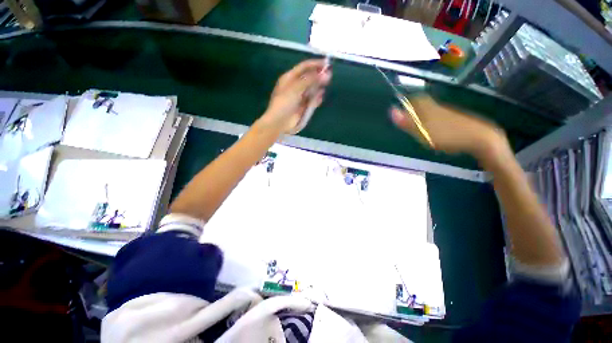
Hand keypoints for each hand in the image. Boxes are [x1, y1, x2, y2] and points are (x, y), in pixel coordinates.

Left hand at [258, 59, 331, 133]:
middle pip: (309, 78)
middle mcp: (295, 86)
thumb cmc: (285, 102)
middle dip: (318, 76)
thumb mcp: (296, 88)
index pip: (304, 67)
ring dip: (318, 87)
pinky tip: (320, 97)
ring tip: (325, 85)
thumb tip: (326, 74)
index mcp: (289, 78)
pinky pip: (312, 101)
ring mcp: (299, 97)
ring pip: (311, 90)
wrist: (280, 121)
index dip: (315, 64)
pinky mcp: (303, 107)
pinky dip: (316, 99)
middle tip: (329, 76)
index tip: (326, 63)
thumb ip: (311, 80)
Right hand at [390, 96, 508, 159]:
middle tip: (407, 121)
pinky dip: (433, 122)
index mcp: (429, 107)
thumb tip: (391, 111)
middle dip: (414, 111)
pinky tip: (433, 131)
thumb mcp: (423, 130)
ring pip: (431, 110)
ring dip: (422, 117)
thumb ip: (407, 122)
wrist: (480, 138)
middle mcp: (437, 107)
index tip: (400, 110)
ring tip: (417, 128)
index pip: (414, 100)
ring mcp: (447, 113)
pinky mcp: (455, 120)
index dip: (406, 104)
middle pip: (422, 104)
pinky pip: (439, 117)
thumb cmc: (447, 134)